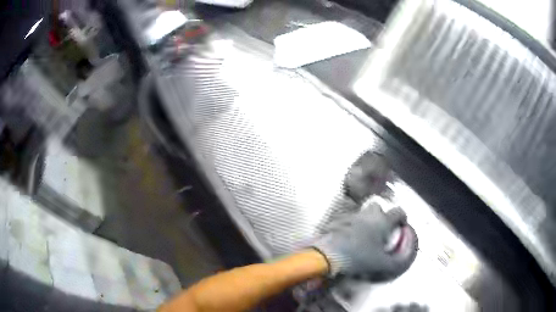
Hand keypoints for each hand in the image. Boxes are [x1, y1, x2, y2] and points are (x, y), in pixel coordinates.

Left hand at [312, 200, 417, 280]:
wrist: (328, 255)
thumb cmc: (359, 258)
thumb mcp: (383, 264)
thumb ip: (398, 261)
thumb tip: (406, 256)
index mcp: (383, 221)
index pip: (398, 211)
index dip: (402, 217)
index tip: (401, 226)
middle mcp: (368, 214)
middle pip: (378, 207)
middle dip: (382, 215)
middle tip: (381, 230)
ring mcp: (351, 216)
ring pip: (362, 213)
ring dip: (365, 221)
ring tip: (364, 236)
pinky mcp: (336, 221)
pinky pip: (347, 220)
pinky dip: (350, 226)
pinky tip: (348, 238)